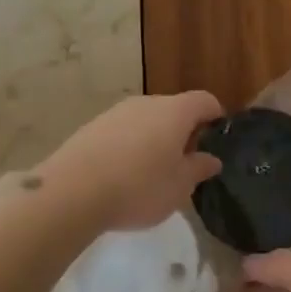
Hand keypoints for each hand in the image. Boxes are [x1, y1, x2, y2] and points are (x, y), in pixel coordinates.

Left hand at [40, 91, 224, 232]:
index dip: (215, 115)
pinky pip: (122, 131)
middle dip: (183, 131)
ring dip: (155, 138)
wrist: (73, 191)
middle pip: (174, 109)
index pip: (204, 101)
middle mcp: (146, 103)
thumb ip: (198, 169)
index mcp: (174, 112)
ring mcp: (116, 112)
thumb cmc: (139, 187)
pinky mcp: (92, 127)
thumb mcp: (179, 187)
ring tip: (153, 172)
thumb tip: (211, 159)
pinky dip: (130, 146)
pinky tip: (123, 174)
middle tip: (186, 162)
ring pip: (146, 120)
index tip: (218, 136)